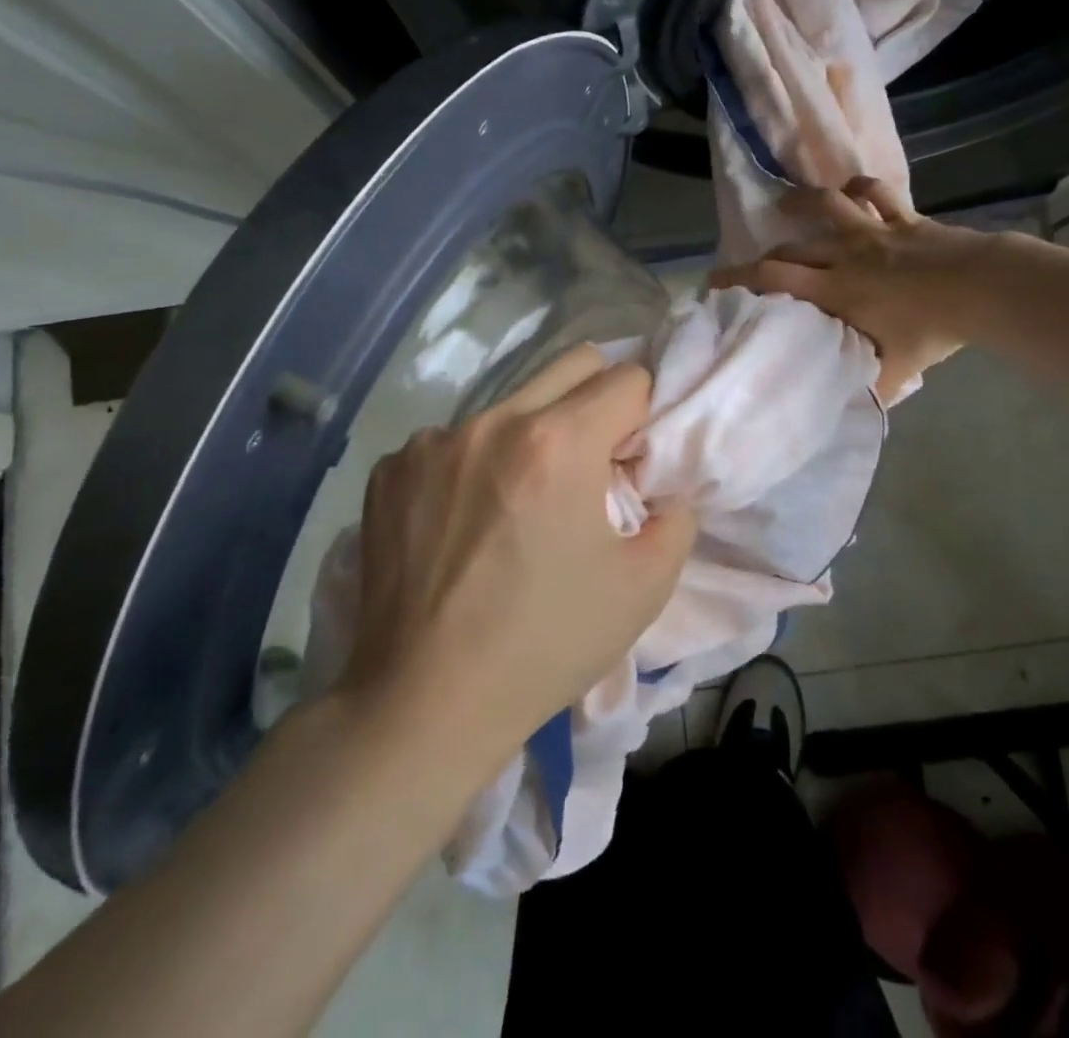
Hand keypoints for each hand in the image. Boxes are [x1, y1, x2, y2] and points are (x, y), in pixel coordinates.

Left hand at [344, 345, 695, 748]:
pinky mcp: (392, 468)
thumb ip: (676, 516)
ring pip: (511, 403)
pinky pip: (453, 439)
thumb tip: (660, 485)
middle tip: (591, 460)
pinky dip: (473, 463)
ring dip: (531, 433)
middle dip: (598, 398)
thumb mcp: (645, 587)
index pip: (627, 378)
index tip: (631, 459)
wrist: (426, 702)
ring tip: (519, 499)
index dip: (643, 415)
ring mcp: (433, 442)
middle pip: (572, 365)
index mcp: (559, 443)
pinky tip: (463, 521)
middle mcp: (494, 422)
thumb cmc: (546, 643)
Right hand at [710, 177, 989, 402]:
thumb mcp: (895, 370)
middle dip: (761, 255)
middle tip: (747, 264)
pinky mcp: (903, 219)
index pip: (774, 281)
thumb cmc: (932, 330)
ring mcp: (874, 232)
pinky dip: (862, 188)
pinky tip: (851, 190)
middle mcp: (845, 256)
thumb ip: (867, 388)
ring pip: (827, 205)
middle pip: (791, 248)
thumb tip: (847, 411)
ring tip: (786, 204)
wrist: (980, 289)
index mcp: (835, 291)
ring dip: (803, 202)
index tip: (713, 282)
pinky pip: (878, 193)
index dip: (739, 279)